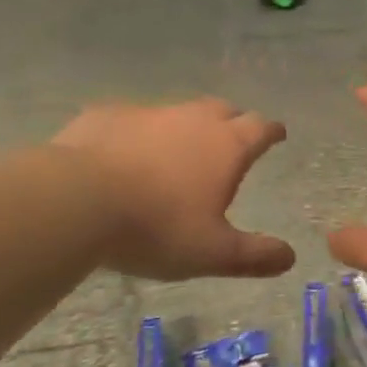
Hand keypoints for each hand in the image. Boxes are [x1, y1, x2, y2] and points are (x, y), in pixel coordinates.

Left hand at [53, 99, 295, 280]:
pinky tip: (125, 154)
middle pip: (223, 110)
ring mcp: (147, 113)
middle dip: (233, 121)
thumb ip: (254, 255)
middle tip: (232, 139)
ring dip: (185, 127)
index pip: (260, 128)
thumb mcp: (212, 252)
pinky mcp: (106, 115)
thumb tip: (290, 257)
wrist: (76, 200)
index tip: (277, 134)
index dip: (272, 131)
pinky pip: (132, 120)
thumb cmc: (156, 227)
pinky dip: (139, 134)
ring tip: (177, 151)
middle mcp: (192, 119)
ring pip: (177, 112)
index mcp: (226, 146)